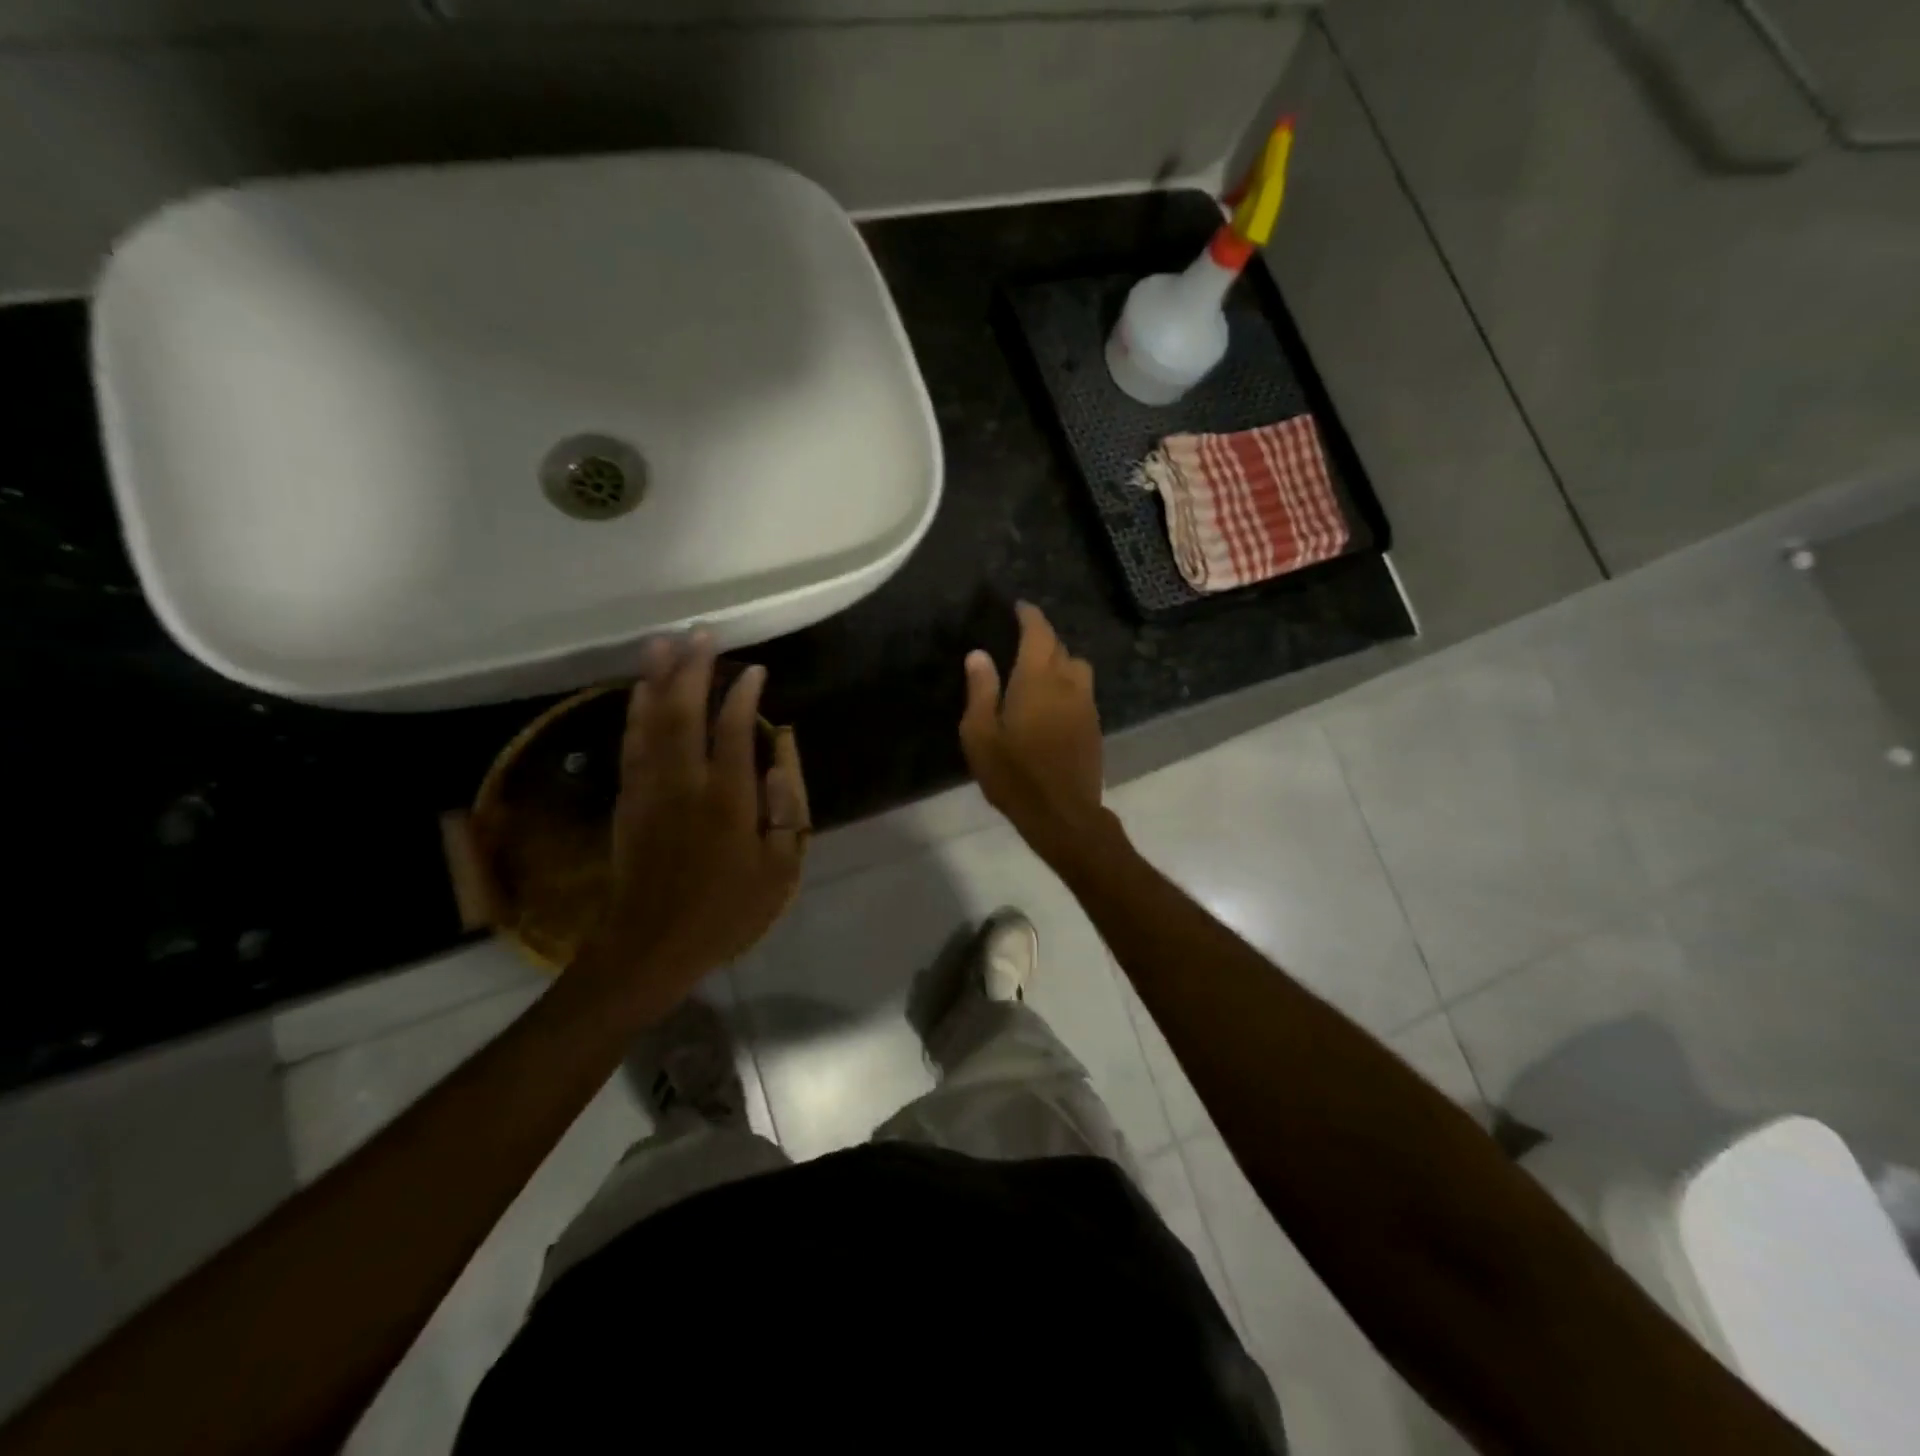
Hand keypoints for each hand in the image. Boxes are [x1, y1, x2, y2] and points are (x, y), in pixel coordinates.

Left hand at [582, 634, 808, 1012]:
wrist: (651, 945)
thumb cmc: (725, 911)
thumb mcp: (777, 871)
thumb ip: (784, 811)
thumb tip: (779, 759)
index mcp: (727, 800)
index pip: (732, 729)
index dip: (742, 693)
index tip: (754, 670)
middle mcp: (684, 784)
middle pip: (684, 712)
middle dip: (694, 669)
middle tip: (702, 634)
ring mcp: (650, 789)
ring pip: (650, 720)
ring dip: (657, 679)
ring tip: (663, 643)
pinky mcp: (628, 800)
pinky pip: (630, 743)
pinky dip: (635, 711)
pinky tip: (638, 691)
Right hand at [959, 602, 1107, 861]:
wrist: (1063, 814)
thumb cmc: (1014, 775)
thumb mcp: (981, 735)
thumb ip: (981, 690)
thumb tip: (978, 654)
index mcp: (1038, 680)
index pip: (1039, 633)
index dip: (1030, 616)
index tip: (1020, 607)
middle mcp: (1068, 684)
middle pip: (1061, 648)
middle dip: (1043, 638)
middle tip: (1022, 641)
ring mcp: (1086, 705)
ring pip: (1077, 668)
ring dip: (1060, 662)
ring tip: (1039, 672)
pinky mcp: (1095, 726)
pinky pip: (1082, 691)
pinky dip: (1068, 685)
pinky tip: (1053, 703)